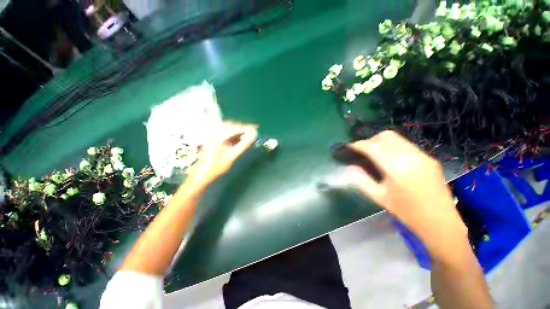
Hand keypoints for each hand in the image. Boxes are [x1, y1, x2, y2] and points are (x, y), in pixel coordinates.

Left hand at [185, 121, 257, 189]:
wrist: (202, 175)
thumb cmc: (216, 167)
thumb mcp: (231, 156)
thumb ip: (243, 145)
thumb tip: (253, 135)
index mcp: (217, 136)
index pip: (234, 128)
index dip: (246, 127)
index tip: (256, 127)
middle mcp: (213, 132)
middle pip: (230, 125)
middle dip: (242, 127)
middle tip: (253, 130)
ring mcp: (211, 135)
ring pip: (227, 128)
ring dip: (238, 130)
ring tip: (247, 134)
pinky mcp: (211, 138)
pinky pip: (224, 132)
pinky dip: (232, 133)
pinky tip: (238, 137)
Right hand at [345, 131, 465, 249]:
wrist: (441, 222)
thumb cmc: (407, 212)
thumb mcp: (379, 197)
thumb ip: (361, 180)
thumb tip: (350, 167)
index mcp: (396, 168)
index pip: (372, 147)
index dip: (358, 145)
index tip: (350, 147)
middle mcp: (411, 156)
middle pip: (386, 136)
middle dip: (370, 140)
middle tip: (363, 151)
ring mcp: (422, 156)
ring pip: (397, 138)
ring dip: (382, 142)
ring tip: (376, 154)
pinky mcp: (429, 158)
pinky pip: (406, 145)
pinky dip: (393, 147)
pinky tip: (392, 160)